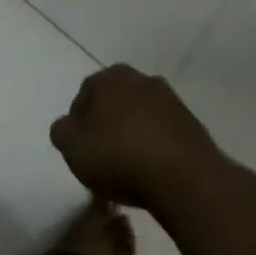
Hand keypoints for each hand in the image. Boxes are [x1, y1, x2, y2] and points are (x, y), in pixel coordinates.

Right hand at [50, 65, 226, 212]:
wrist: (184, 178)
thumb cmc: (119, 155)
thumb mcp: (72, 147)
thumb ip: (62, 132)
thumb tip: (68, 128)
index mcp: (109, 76)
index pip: (84, 96)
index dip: (78, 125)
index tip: (81, 151)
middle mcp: (141, 79)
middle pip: (115, 104)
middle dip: (107, 127)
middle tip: (103, 160)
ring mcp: (171, 101)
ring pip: (141, 118)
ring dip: (134, 138)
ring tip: (130, 172)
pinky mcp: (193, 126)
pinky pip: (164, 136)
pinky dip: (156, 150)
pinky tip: (153, 176)